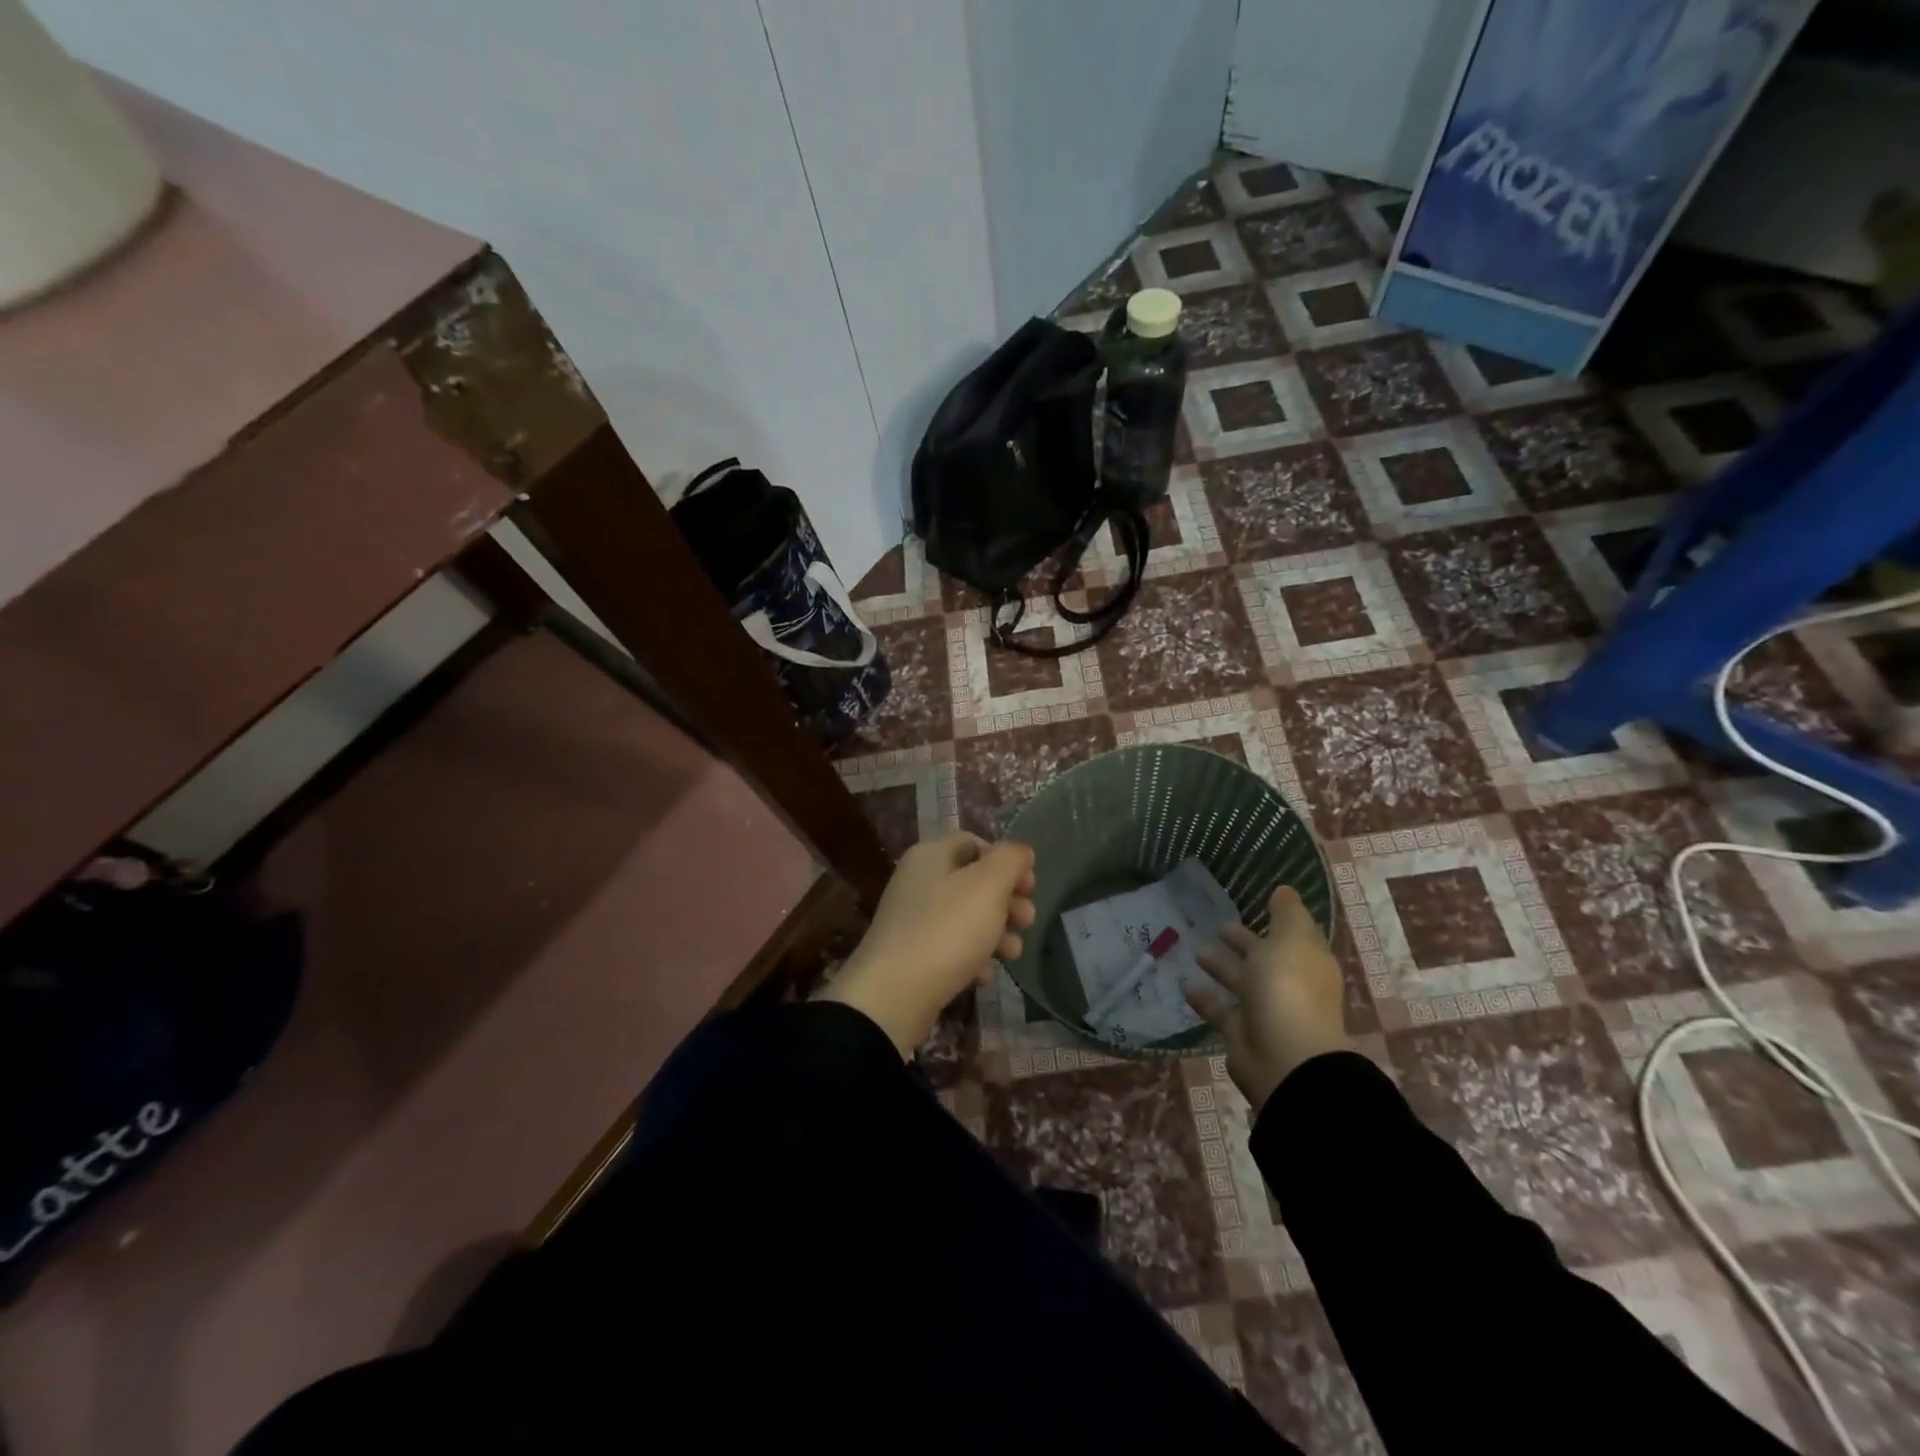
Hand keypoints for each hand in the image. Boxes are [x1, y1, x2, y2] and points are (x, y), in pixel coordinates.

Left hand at [815, 833, 1036, 1057]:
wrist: (893, 995)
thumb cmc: (947, 930)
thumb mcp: (988, 885)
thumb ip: (1009, 860)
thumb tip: (1020, 851)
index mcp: (931, 855)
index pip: (975, 843)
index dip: (1006, 860)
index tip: (1029, 886)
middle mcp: (918, 881)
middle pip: (973, 881)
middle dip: (1007, 900)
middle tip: (1027, 921)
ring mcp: (913, 919)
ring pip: (966, 917)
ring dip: (996, 932)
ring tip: (1013, 954)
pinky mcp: (912, 955)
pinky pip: (950, 948)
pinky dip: (972, 958)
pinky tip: (984, 976)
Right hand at [1185, 885, 1349, 1109]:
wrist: (1284, 1057)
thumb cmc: (1288, 989)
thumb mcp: (1290, 940)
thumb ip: (1286, 914)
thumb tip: (1285, 890)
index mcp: (1306, 961)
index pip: (1293, 935)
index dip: (1277, 920)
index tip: (1255, 902)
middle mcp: (1288, 984)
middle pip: (1263, 957)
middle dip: (1243, 942)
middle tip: (1218, 926)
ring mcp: (1265, 1010)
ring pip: (1241, 982)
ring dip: (1221, 966)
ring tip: (1196, 949)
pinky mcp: (1241, 1033)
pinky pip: (1220, 1011)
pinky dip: (1205, 999)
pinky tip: (1185, 985)